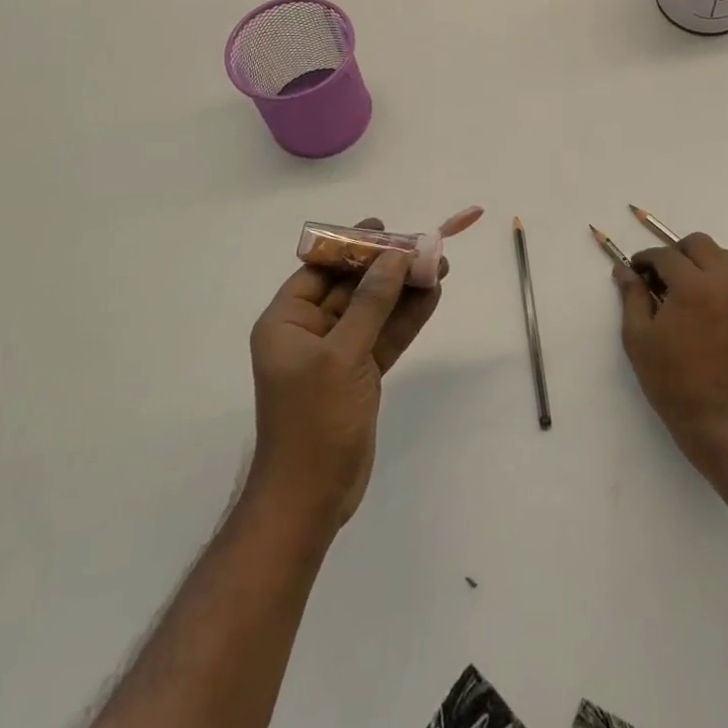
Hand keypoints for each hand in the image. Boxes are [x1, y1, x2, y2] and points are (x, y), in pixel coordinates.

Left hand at [248, 218, 444, 527]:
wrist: (312, 498)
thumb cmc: (314, 420)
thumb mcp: (342, 355)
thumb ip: (371, 303)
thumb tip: (394, 257)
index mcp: (286, 322)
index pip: (319, 271)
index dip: (351, 247)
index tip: (384, 228)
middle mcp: (309, 332)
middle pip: (351, 287)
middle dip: (387, 267)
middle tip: (424, 246)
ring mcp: (337, 354)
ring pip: (374, 310)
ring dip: (404, 290)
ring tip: (440, 266)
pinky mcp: (360, 375)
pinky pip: (385, 336)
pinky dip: (407, 318)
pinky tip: (433, 296)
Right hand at [615, 232, 727, 473]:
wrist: (718, 420)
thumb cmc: (671, 379)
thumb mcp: (638, 337)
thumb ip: (632, 295)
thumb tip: (625, 270)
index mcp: (693, 286)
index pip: (666, 255)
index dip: (645, 259)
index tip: (635, 271)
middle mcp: (724, 283)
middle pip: (700, 244)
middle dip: (676, 252)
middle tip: (659, 276)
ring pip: (723, 258)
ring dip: (700, 262)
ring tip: (682, 289)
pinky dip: (718, 281)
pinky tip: (703, 308)